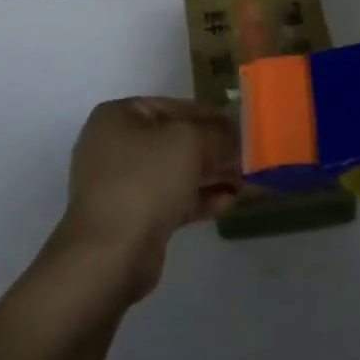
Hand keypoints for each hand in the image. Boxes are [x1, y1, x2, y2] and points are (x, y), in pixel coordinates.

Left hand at [49, 98, 240, 301]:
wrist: (110, 253)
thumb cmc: (146, 180)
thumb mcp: (189, 142)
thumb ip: (218, 135)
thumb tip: (236, 137)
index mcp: (120, 116)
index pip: (176, 107)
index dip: (213, 116)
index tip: (243, 127)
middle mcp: (116, 144)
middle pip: (176, 141)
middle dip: (215, 150)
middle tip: (249, 158)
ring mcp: (122, 183)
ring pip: (176, 172)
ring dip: (212, 176)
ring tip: (247, 183)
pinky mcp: (133, 216)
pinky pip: (172, 199)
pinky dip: (199, 198)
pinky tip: (230, 203)